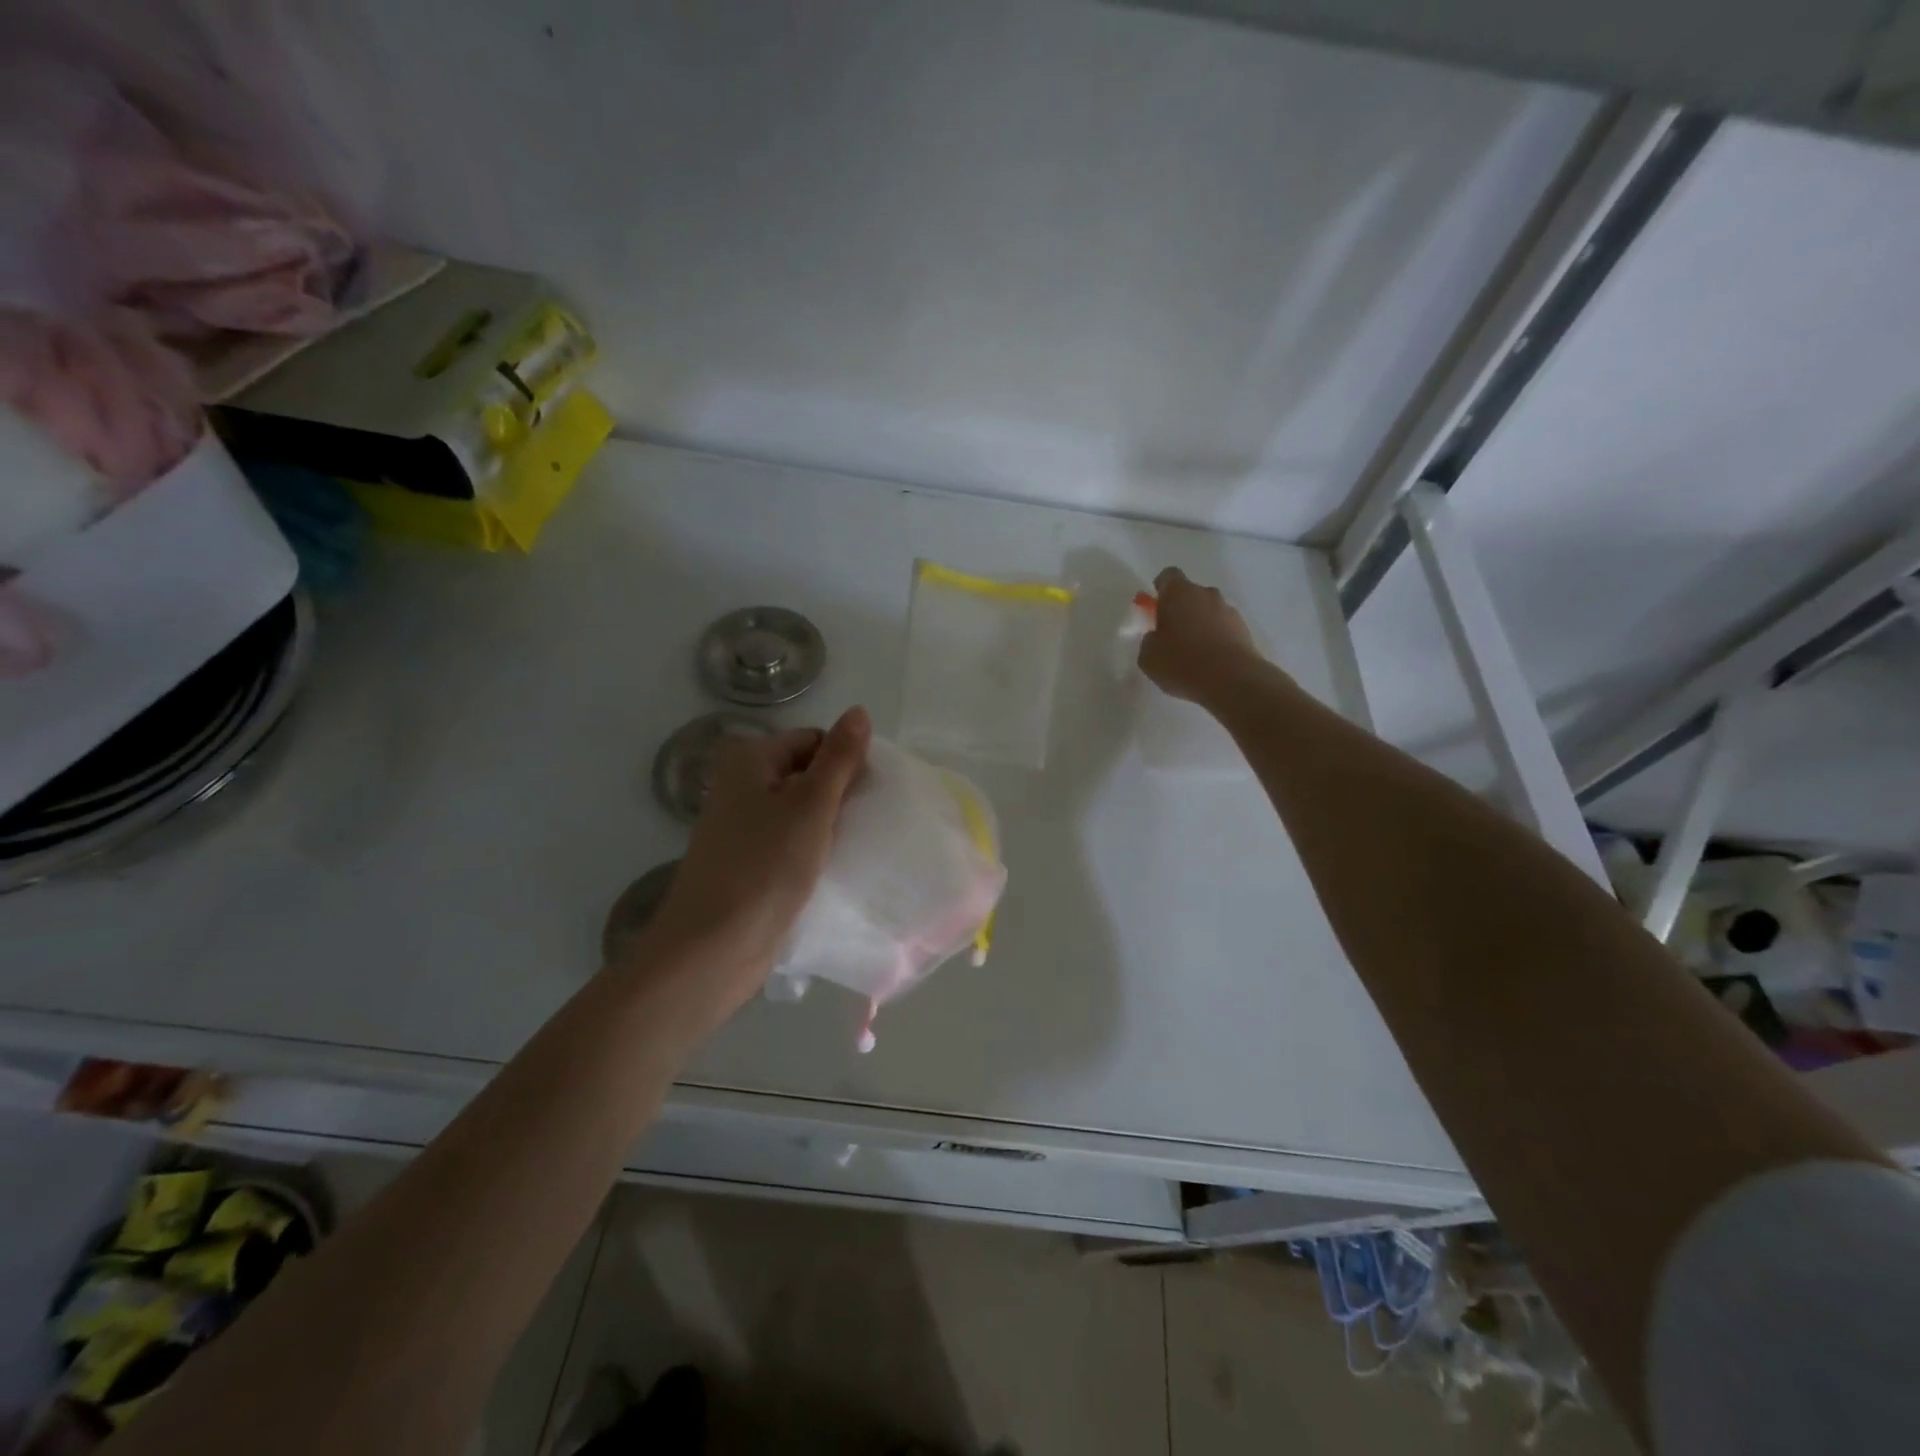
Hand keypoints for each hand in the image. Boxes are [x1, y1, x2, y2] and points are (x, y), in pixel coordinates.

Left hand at [639, 706, 871, 1006]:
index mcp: (750, 761)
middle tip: (868, 821)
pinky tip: (838, 867)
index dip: (845, 761)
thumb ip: (838, 758)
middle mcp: (742, 787)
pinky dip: (815, 850)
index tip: (869, 793)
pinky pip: (792, 843)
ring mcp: (744, 828)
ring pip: (802, 812)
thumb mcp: (810, 805)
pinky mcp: (751, 864)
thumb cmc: (764, 866)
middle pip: (807, 774)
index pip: (813, 741)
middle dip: (840, 794)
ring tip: (858, 845)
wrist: (713, 948)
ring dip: (830, 825)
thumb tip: (859, 711)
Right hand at [1138, 567, 1262, 704]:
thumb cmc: (1181, 662)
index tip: (1155, 607)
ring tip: (1193, 653)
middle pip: (1191, 593)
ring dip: (1200, 624)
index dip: (1160, 588)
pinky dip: (1216, 638)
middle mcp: (1206, 594)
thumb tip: (1156, 637)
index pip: (1168, 576)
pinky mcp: (1244, 629)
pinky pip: (1224, 628)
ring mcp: (1228, 610)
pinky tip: (1209, 662)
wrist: (1231, 679)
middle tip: (1171, 635)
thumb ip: (1149, 640)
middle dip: (1181, 609)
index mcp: (1179, 593)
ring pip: (1209, 611)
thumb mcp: (1148, 656)